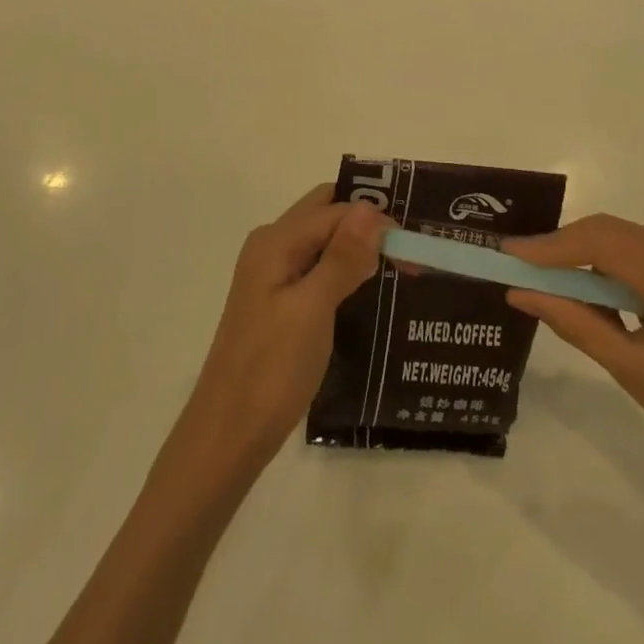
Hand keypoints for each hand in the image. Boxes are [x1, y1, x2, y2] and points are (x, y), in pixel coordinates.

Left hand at [178, 185, 390, 475]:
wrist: (228, 436)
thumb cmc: (271, 370)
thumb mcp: (312, 309)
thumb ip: (341, 256)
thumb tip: (369, 207)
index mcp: (276, 241)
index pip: (336, 209)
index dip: (376, 221)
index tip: (415, 250)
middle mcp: (272, 247)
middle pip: (326, 216)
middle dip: (367, 224)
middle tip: (409, 249)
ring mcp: (273, 276)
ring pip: (323, 242)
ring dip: (358, 248)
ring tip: (400, 267)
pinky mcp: (279, 303)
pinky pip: (318, 269)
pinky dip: (345, 271)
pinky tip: (370, 291)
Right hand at [504, 215, 643, 483]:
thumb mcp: (632, 372)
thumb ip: (575, 323)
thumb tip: (520, 294)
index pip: (602, 243)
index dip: (551, 246)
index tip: (509, 252)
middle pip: (614, 232)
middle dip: (565, 246)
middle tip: (523, 265)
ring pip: (631, 239)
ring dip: (591, 255)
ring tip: (556, 282)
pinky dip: (619, 264)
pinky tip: (603, 292)